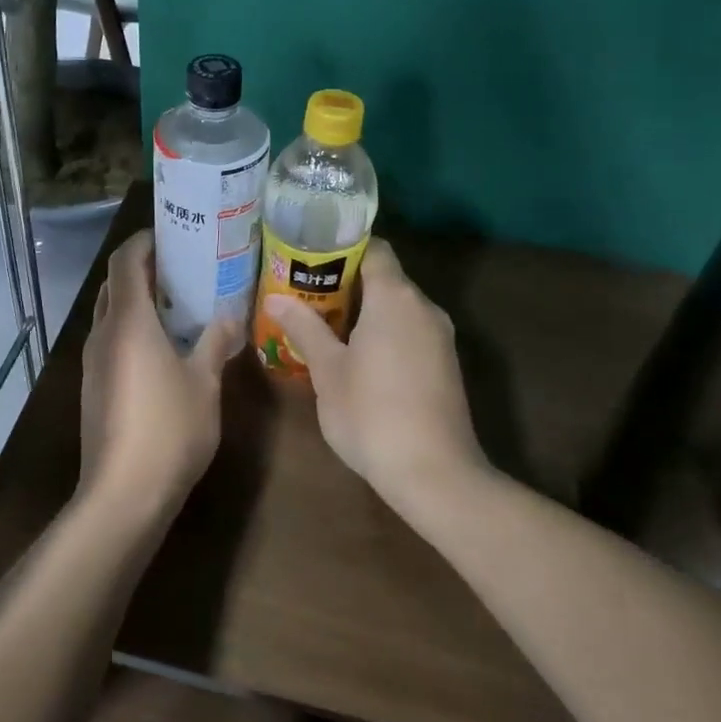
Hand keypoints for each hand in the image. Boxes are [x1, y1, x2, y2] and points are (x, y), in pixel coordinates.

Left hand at [79, 231, 239, 518]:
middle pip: (115, 284)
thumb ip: (215, 342)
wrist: (123, 494)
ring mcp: (92, 362)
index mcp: (127, 321)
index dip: (144, 241)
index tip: (172, 234)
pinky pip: (111, 341)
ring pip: (111, 314)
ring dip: (138, 301)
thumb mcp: (204, 382)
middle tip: (183, 267)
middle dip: (144, 269)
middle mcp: (102, 333)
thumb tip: (231, 315)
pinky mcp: (93, 387)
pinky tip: (163, 348)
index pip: (125, 260)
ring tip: (179, 304)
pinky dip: (133, 329)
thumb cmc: (168, 429)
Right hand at [266, 239, 484, 508]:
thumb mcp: (328, 371)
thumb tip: (275, 298)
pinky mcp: (445, 364)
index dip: (341, 248)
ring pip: (398, 306)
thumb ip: (304, 328)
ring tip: (323, 324)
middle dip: (345, 282)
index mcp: (395, 297)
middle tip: (305, 294)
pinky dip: (384, 331)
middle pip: (385, 277)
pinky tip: (357, 356)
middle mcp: (424, 307)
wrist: (434, 473)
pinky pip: (410, 330)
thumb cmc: (371, 414)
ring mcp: (440, 336)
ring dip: (365, 310)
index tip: (309, 258)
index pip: (373, 249)